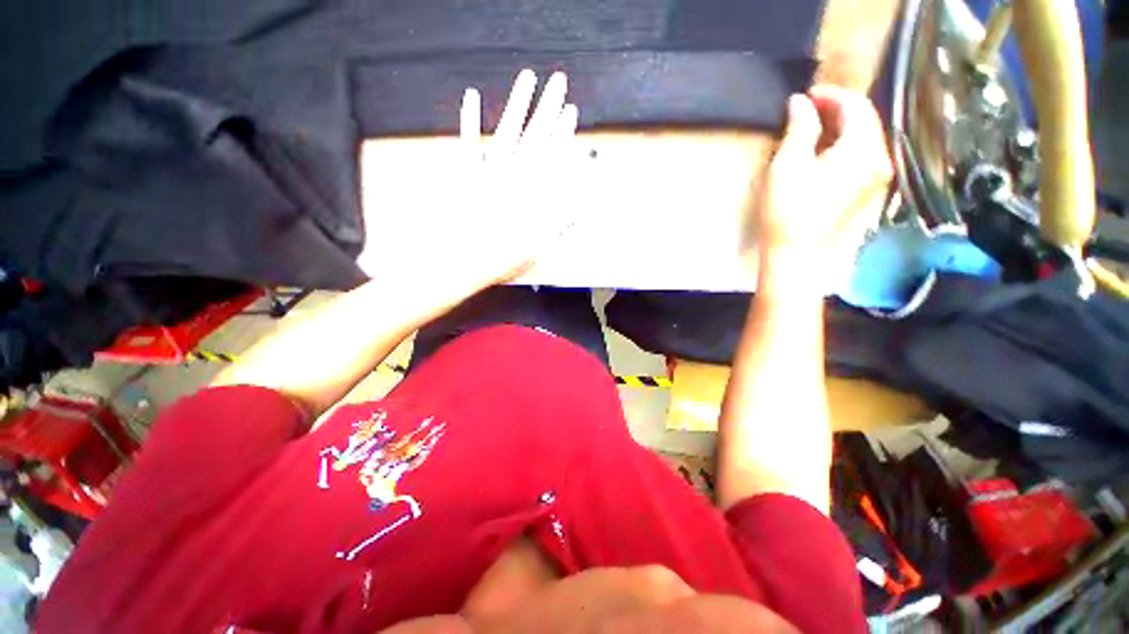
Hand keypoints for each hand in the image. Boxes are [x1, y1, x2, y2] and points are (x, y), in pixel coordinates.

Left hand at [358, 69, 584, 305]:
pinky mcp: (466, 173)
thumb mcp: (540, 245)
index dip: (563, 132)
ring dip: (518, 102)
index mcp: (533, 192)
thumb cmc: (503, 257)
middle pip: (535, 135)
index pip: (553, 155)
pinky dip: (469, 119)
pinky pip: (468, 142)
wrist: (465, 261)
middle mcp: (514, 174)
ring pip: (508, 130)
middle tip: (560, 80)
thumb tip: (581, 202)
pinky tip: (472, 95)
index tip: (571, 110)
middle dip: (549, 106)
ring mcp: (489, 170)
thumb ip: (561, 221)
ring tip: (528, 76)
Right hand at [755, 85, 892, 273]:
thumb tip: (800, 103)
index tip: (805, 96)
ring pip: (865, 139)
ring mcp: (877, 178)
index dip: (831, 95)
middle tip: (807, 110)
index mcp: (862, 148)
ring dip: (842, 127)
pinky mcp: (868, 193)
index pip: (856, 105)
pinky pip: (863, 157)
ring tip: (813, 129)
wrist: (797, 254)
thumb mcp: (788, 165)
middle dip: (838, 109)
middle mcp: (879, 158)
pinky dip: (846, 146)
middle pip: (866, 121)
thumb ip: (799, 128)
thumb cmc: (788, 210)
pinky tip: (825, 152)